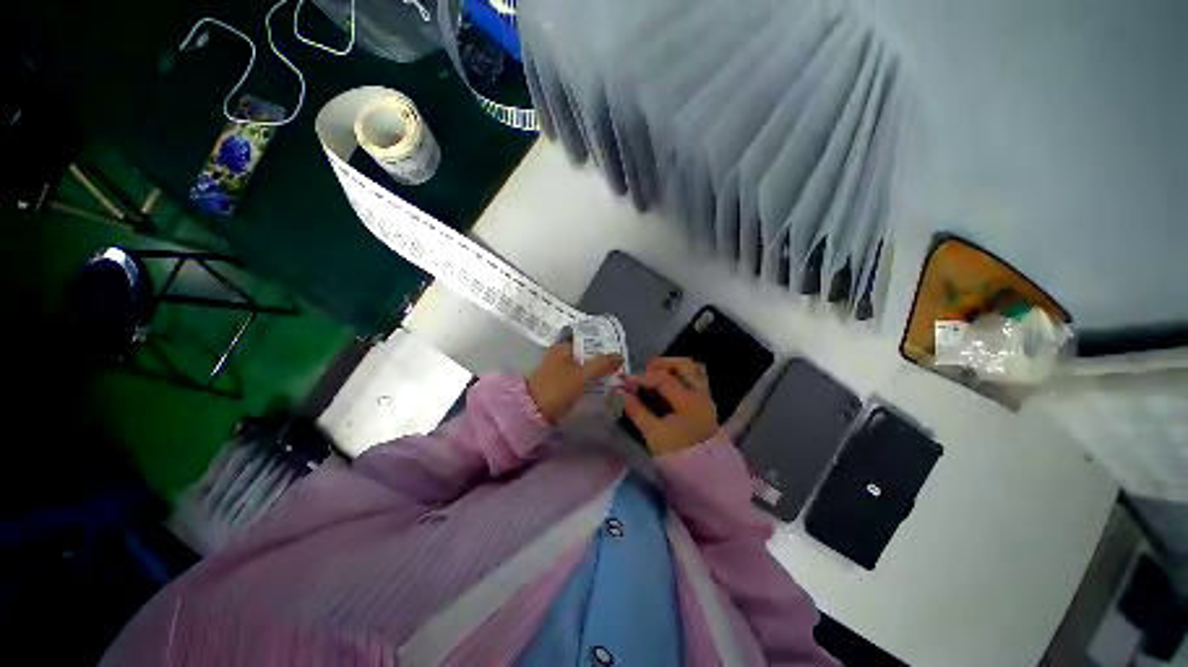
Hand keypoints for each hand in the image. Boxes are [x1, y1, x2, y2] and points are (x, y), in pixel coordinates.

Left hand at [527, 341, 622, 423]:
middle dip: (602, 360)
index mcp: (563, 347)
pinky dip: (589, 381)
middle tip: (619, 367)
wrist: (532, 413)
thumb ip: (602, 364)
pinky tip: (601, 387)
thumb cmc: (558, 388)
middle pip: (586, 354)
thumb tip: (620, 355)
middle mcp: (560, 355)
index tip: (618, 351)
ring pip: (583, 367)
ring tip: (614, 377)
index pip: (586, 339)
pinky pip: (579, 378)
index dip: (602, 344)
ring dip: (597, 372)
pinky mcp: (559, 384)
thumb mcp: (583, 374)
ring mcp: (559, 370)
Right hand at [621, 357, 718, 455]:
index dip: (642, 377)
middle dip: (663, 364)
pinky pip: (694, 380)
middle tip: (645, 371)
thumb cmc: (677, 455)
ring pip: (692, 370)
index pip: (663, 378)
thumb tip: (620, 393)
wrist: (704, 475)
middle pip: (685, 364)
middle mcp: (700, 393)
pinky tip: (664, 386)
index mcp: (688, 401)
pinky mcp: (704, 403)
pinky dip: (679, 377)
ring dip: (673, 368)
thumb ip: (637, 410)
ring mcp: (705, 397)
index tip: (626, 381)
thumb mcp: (653, 434)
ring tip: (655, 376)